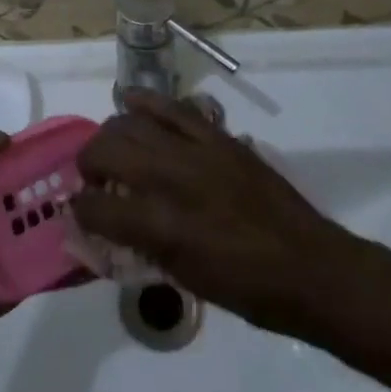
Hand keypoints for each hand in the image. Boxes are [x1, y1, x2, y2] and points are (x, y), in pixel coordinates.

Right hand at [73, 90, 360, 339]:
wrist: (311, 268)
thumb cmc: (247, 290)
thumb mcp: (185, 277)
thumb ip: (142, 245)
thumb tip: (111, 224)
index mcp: (162, 227)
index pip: (96, 207)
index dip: (79, 211)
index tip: (80, 212)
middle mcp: (171, 180)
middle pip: (105, 151)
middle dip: (88, 165)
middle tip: (95, 181)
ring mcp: (196, 151)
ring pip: (131, 122)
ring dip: (111, 135)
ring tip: (114, 149)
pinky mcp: (218, 136)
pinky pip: (172, 107)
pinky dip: (146, 102)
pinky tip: (133, 105)